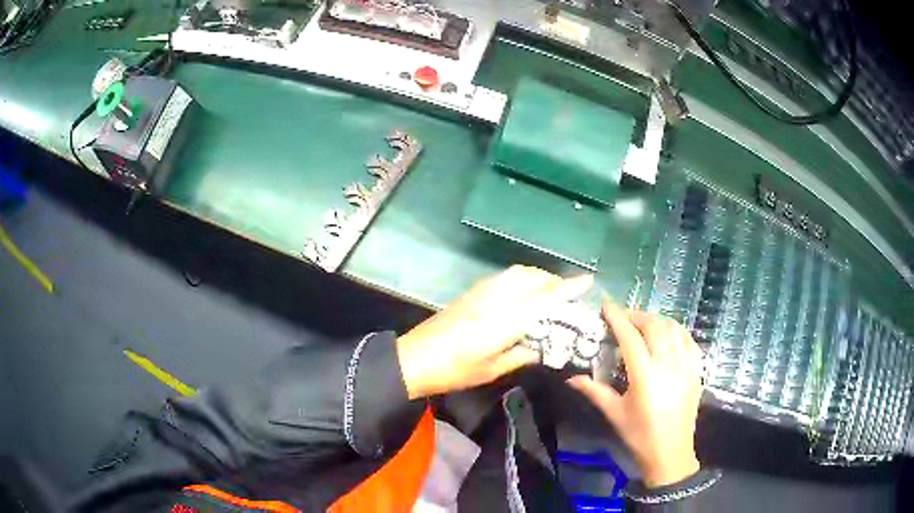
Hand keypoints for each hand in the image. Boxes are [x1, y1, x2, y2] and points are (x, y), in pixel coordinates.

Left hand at [397, 265, 592, 399]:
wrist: (413, 359)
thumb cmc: (454, 371)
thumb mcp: (492, 369)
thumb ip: (520, 355)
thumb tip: (540, 348)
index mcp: (505, 321)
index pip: (544, 299)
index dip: (567, 288)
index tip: (587, 279)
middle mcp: (496, 299)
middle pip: (531, 278)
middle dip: (552, 280)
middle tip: (566, 292)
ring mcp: (480, 292)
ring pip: (516, 273)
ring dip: (536, 276)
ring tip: (546, 291)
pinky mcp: (470, 292)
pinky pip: (502, 277)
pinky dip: (520, 278)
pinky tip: (521, 293)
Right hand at [568, 302, 702, 487]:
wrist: (670, 453)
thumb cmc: (639, 435)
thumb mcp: (614, 413)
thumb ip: (594, 391)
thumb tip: (571, 378)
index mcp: (644, 374)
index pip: (630, 336)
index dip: (617, 317)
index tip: (606, 304)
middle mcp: (668, 363)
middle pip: (654, 325)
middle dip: (637, 315)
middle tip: (624, 317)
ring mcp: (686, 365)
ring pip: (674, 328)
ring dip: (658, 320)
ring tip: (644, 324)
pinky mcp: (697, 370)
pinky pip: (689, 340)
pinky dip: (677, 331)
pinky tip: (669, 335)